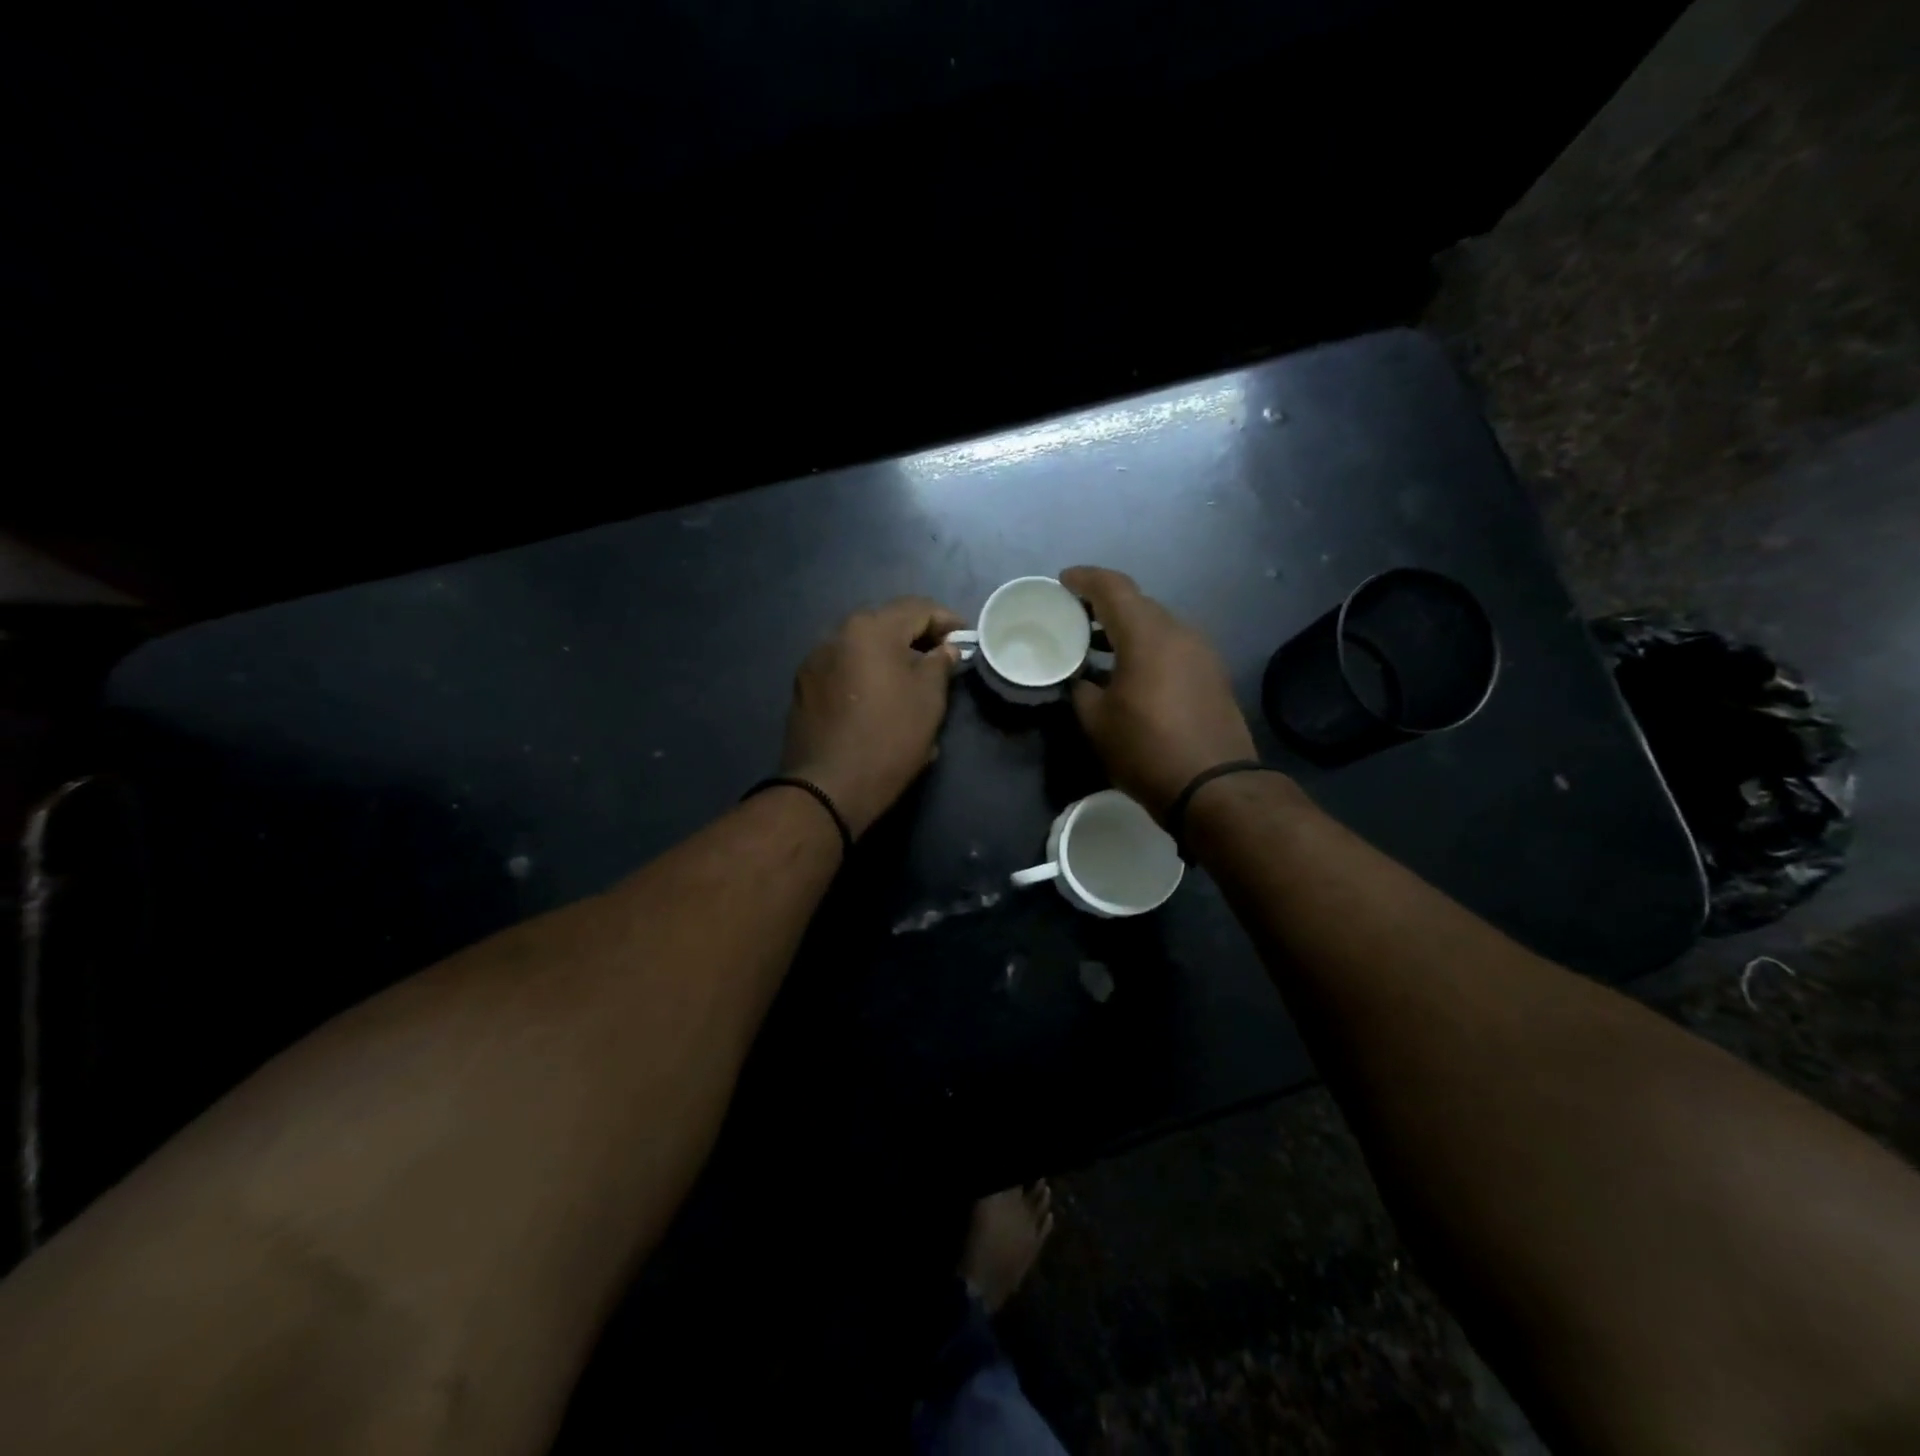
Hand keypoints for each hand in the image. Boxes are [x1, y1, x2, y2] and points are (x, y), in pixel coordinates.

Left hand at [779, 597, 965, 837]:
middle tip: (943, 659)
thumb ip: (940, 664)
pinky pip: (846, 670)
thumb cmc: (889, 738)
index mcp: (870, 629)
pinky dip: (868, 675)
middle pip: (887, 624)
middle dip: (918, 638)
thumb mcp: (929, 700)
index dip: (948, 621)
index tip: (967, 641)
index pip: (918, 608)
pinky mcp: (805, 688)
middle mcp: (836, 634)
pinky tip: (882, 700)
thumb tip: (945, 649)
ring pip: (863, 648)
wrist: (828, 788)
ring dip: (891, 657)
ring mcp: (815, 661)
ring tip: (913, 681)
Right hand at [1060, 566, 1257, 821]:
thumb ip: (1081, 689)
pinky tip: (1127, 671)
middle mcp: (1179, 632)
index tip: (1062, 582)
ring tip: (1095, 647)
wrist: (1214, 787)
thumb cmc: (1147, 749)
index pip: (1113, 587)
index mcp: (1148, 634)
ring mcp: (1201, 652)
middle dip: (1103, 605)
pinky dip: (1146, 648)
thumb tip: (1081, 680)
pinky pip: (1172, 646)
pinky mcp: (1212, 674)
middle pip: (1137, 603)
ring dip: (1125, 629)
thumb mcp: (1097, 721)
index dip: (1084, 579)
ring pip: (1156, 625)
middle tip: (1073, 617)